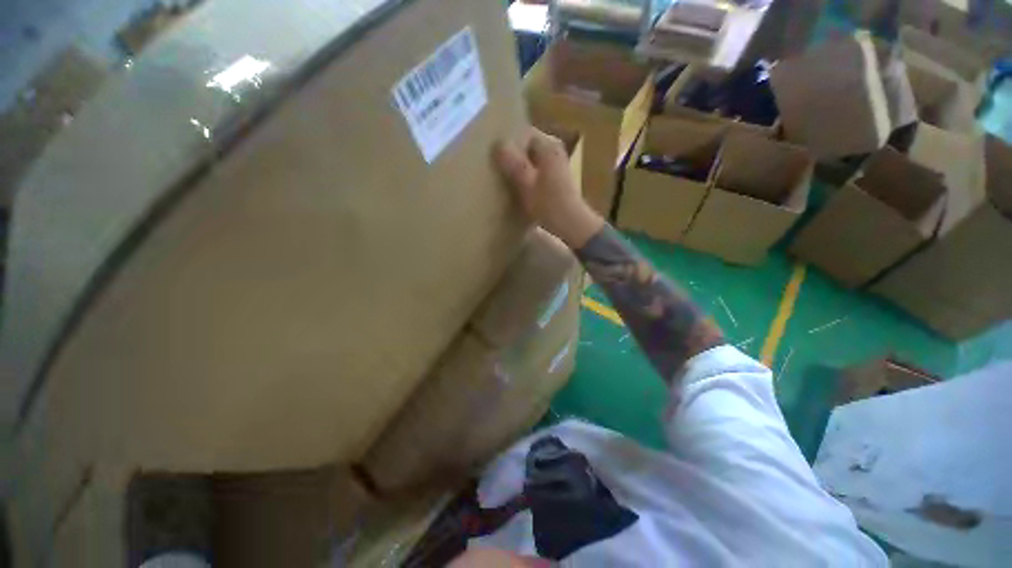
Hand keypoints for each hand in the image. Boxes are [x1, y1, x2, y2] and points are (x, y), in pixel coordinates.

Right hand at [494, 127, 603, 248]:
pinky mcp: (556, 177)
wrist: (570, 223)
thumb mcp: (527, 184)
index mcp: (548, 147)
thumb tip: (498, 145)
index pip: (524, 133)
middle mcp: (554, 150)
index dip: (508, 142)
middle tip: (496, 166)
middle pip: (528, 146)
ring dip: (519, 166)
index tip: (494, 153)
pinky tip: (517, 186)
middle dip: (513, 154)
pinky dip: (527, 175)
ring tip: (504, 176)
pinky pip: (536, 169)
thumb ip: (513, 164)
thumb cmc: (549, 204)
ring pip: (531, 158)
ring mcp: (556, 164)